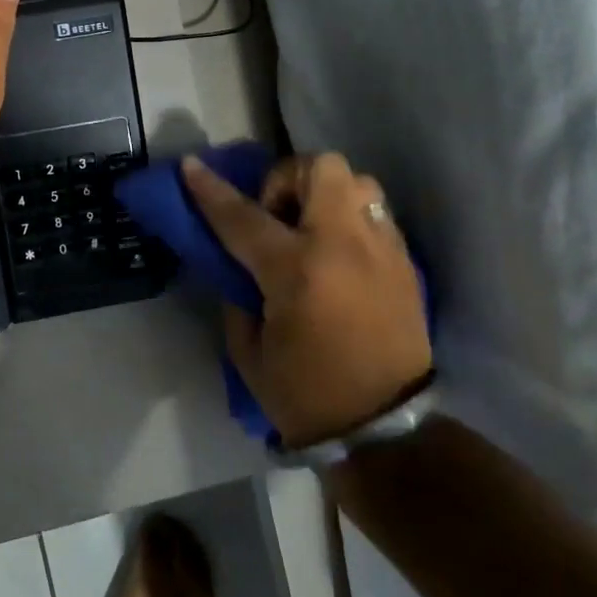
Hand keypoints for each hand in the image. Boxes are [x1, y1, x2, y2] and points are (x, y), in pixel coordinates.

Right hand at [180, 152, 431, 447]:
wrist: (384, 431)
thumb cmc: (303, 394)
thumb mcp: (247, 347)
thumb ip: (238, 291)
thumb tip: (239, 262)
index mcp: (296, 270)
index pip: (243, 215)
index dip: (209, 189)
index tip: (190, 165)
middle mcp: (344, 246)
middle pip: (319, 169)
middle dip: (287, 178)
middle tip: (275, 215)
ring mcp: (382, 251)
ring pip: (359, 181)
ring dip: (326, 193)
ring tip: (311, 230)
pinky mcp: (405, 265)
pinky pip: (375, 215)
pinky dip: (349, 219)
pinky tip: (337, 255)